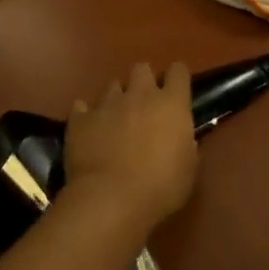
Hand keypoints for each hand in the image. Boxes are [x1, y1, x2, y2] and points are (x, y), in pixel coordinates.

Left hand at [65, 62, 197, 229]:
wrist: (111, 199)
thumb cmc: (161, 187)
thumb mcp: (188, 168)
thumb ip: (185, 144)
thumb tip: (181, 138)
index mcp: (172, 104)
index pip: (178, 72)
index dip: (178, 77)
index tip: (177, 89)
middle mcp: (140, 95)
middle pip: (142, 69)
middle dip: (144, 81)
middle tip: (145, 103)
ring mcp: (107, 104)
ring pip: (112, 86)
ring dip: (117, 98)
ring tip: (116, 118)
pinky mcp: (80, 120)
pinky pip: (82, 107)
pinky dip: (87, 115)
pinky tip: (89, 128)